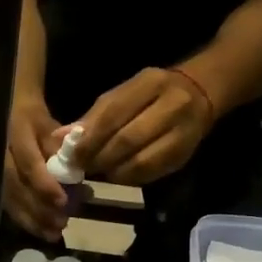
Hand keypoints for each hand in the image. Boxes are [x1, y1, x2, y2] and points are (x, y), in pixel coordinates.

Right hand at [2, 91, 69, 239]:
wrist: (9, 109)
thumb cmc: (35, 119)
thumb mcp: (51, 126)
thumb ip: (62, 151)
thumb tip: (78, 178)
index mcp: (17, 132)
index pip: (29, 163)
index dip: (44, 185)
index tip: (62, 203)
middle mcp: (0, 152)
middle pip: (16, 186)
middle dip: (38, 208)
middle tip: (60, 225)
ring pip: (9, 198)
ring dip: (32, 220)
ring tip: (53, 235)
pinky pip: (7, 203)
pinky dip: (24, 219)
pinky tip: (41, 231)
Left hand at [75, 68, 216, 184]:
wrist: (202, 93)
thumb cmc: (152, 93)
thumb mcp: (125, 93)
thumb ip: (94, 116)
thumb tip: (59, 138)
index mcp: (151, 83)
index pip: (114, 112)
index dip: (89, 136)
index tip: (70, 152)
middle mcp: (172, 106)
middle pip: (127, 140)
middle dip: (99, 157)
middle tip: (81, 166)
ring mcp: (182, 132)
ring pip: (140, 162)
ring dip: (113, 171)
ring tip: (98, 171)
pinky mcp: (184, 155)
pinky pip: (151, 174)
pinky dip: (129, 178)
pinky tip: (118, 174)